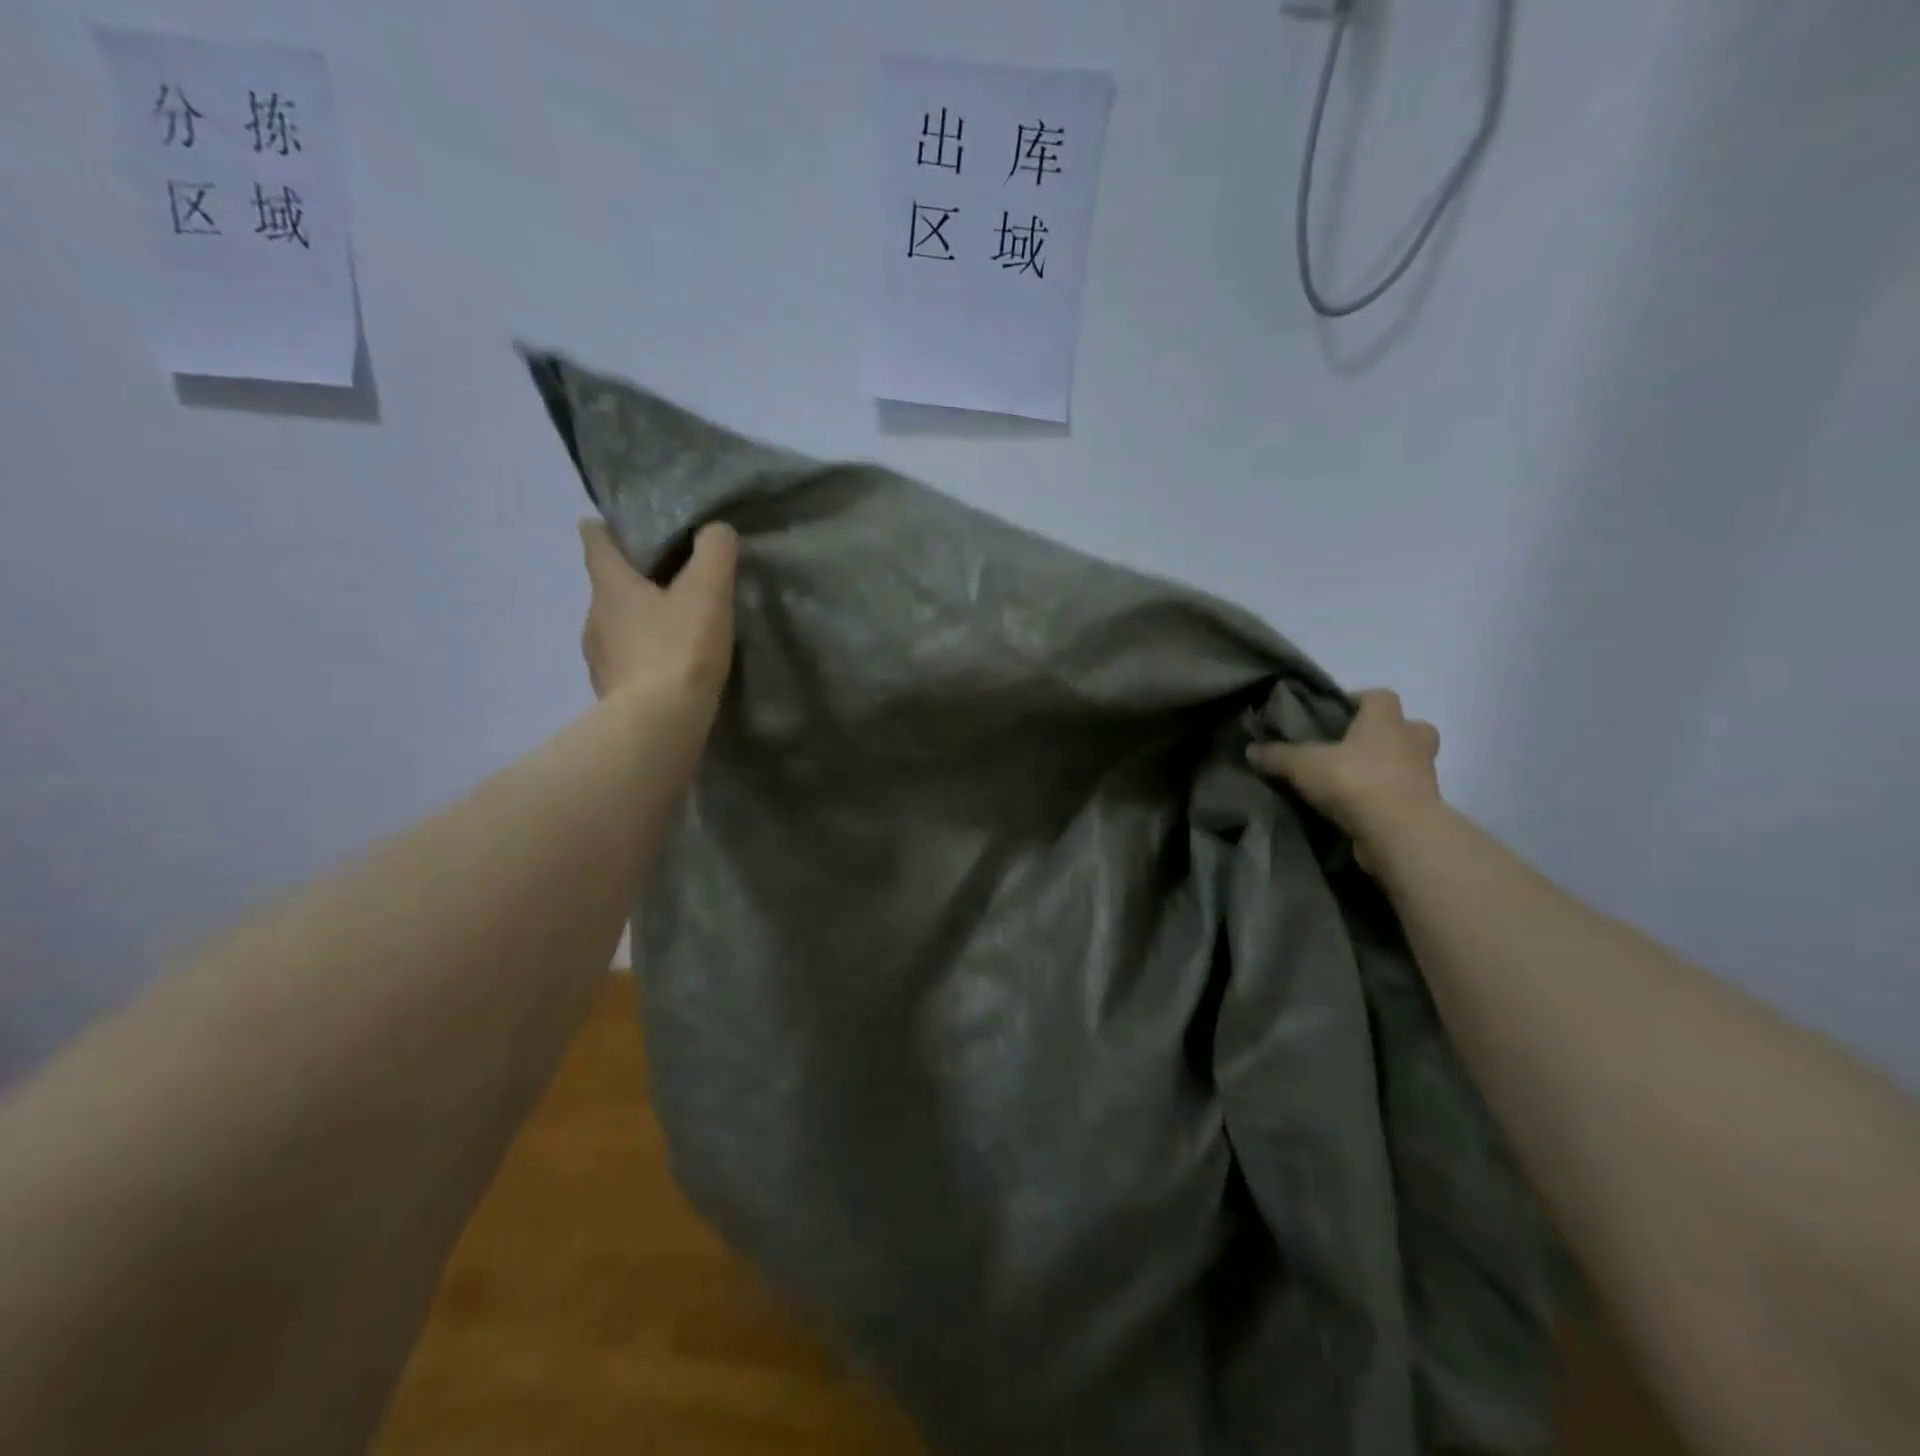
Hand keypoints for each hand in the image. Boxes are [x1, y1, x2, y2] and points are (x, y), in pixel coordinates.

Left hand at [579, 520, 737, 706]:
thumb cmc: (679, 648)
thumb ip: (715, 553)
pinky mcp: (609, 693)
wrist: (659, 724)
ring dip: (637, 625)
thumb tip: (717, 530)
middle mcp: (594, 617)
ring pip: (614, 629)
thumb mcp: (708, 592)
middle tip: (666, 583)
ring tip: (670, 630)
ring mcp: (598, 659)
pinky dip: (640, 660)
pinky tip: (665, 670)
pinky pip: (624, 665)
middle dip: (632, 582)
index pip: (596, 542)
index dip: (604, 529)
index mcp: (611, 586)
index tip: (612, 524)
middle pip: (607, 588)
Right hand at [1247, 689, 1442, 867]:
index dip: (1358, 700)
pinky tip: (1358, 808)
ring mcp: (1424, 776)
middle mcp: (1411, 742)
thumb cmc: (1355, 781)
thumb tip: (1250, 749)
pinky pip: (1405, 795)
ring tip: (1353, 781)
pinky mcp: (1424, 808)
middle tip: (1354, 747)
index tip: (1334, 714)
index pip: (1379, 696)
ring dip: (1388, 768)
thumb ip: (1277, 755)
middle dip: (1386, 734)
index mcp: (1385, 721)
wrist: (1400, 833)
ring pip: (1409, 763)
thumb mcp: (1302, 765)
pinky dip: (1387, 798)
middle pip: (1407, 727)